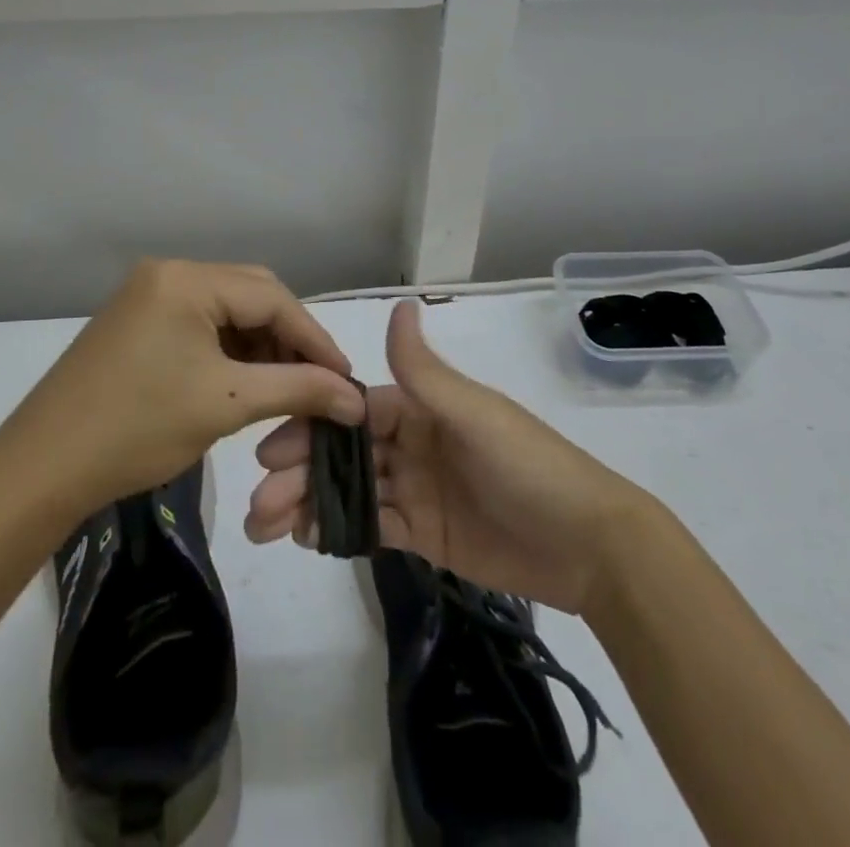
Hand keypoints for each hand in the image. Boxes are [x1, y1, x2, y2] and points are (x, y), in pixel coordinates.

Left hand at [4, 260, 365, 514]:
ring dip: (259, 344)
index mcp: (187, 279)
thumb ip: (298, 390)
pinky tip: (243, 380)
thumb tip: (357, 399)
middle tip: (318, 382)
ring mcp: (148, 294)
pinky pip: (199, 323)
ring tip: (284, 386)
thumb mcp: (226, 404)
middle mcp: (168, 273)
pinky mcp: (136, 320)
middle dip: (288, 338)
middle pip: (250, 294)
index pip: (272, 297)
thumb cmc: (138, 429)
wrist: (42, 468)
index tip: (346, 378)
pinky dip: (228, 349)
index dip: (314, 337)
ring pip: (226, 310)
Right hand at [245, 299, 642, 613]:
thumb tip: (400, 303)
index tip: (270, 445)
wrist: (590, 547)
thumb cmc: (529, 466)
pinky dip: (338, 530)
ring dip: (309, 503)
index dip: (312, 424)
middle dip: (300, 469)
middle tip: (258, 498)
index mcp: (422, 408)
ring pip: (351, 491)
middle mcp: (413, 443)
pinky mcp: (425, 534)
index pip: (354, 409)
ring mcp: (416, 489)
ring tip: (266, 526)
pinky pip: (373, 527)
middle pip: (344, 452)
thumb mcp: (474, 413)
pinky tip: (306, 537)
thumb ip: (425, 370)